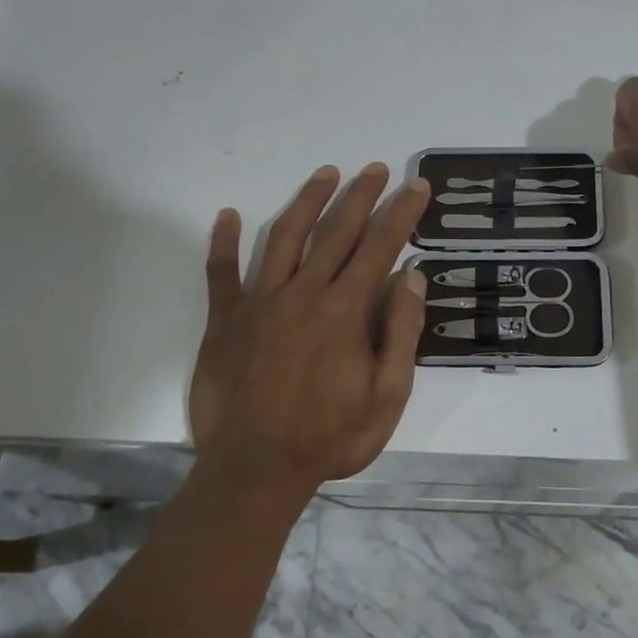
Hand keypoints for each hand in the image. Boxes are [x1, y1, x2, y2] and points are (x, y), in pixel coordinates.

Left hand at [188, 164, 431, 496]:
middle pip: (336, 231)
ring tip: (326, 173)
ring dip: (307, 201)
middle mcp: (303, 293)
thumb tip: (412, 279)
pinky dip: (222, 242)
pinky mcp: (224, 320)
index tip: (416, 187)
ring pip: (284, 236)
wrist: (255, 469)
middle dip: (361, 195)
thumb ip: (401, 334)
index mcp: (345, 311)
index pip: (379, 247)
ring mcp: (259, 302)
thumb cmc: (329, 437)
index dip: (401, 213)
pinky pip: (220, 272)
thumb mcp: (387, 397)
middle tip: (377, 168)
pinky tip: (225, 214)